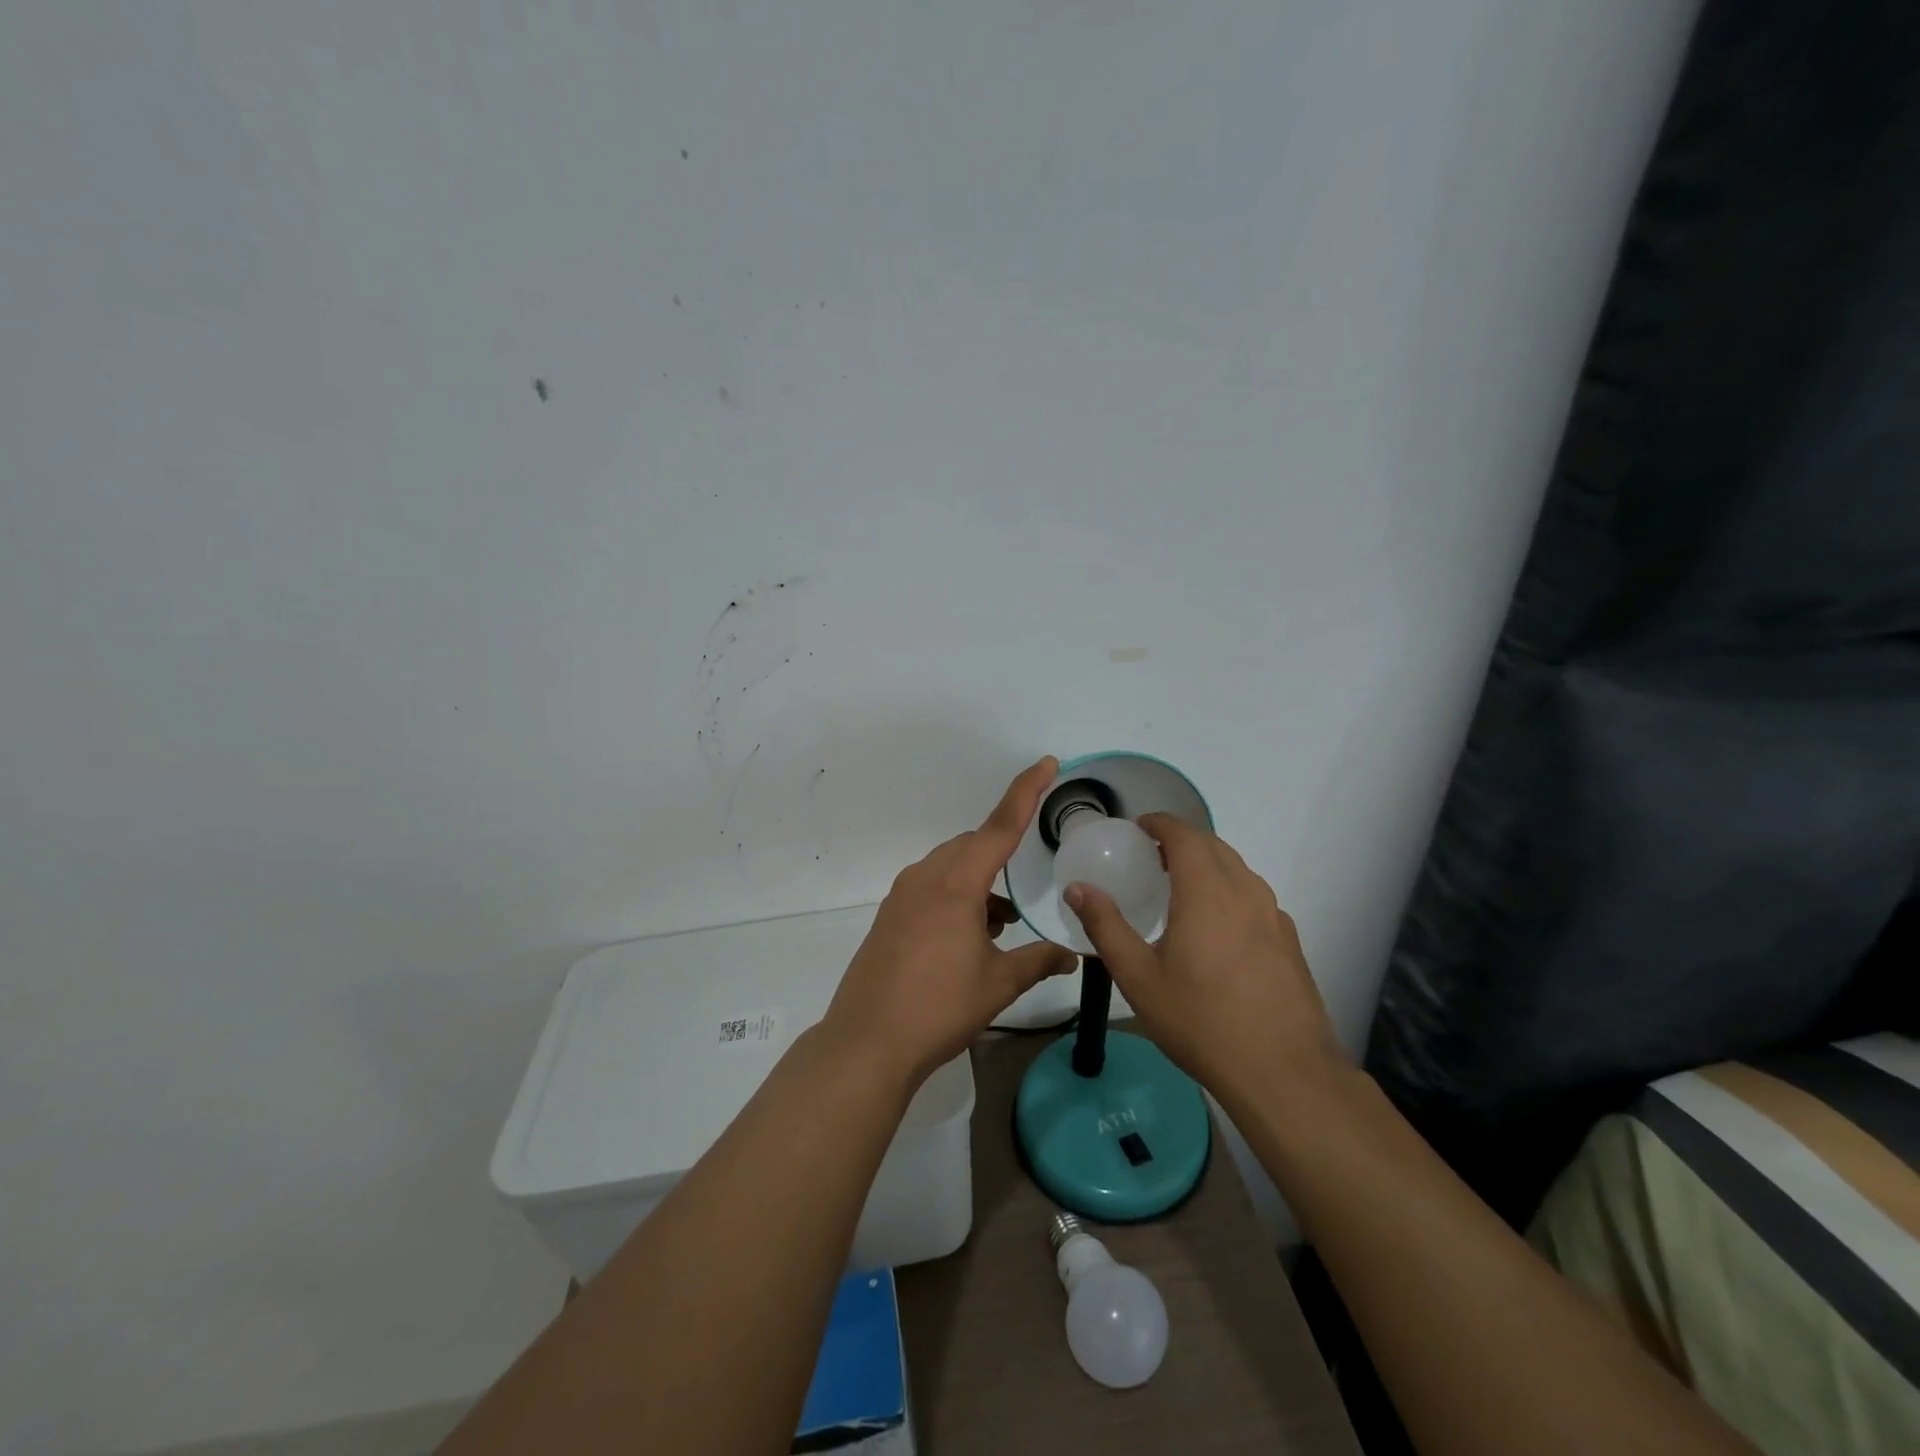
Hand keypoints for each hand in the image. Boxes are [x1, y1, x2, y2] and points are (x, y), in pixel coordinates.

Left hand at [823, 757, 1077, 1086]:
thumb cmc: (939, 1007)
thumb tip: (1073, 956)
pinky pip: (931, 887)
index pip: (999, 827)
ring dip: (978, 882)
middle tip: (1025, 883)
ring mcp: (902, 896)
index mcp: (956, 884)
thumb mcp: (998, 984)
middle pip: (972, 845)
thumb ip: (1038, 961)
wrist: (868, 1041)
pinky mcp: (889, 916)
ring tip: (1001, 924)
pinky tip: (970, 937)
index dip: (1026, 792)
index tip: (1046, 763)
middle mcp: (926, 878)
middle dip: (1001, 853)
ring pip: (950, 867)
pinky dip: (956, 897)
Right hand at [1063, 815, 1345, 1110]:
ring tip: (1181, 887)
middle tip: (1152, 856)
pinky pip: (1255, 897)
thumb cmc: (1200, 1020)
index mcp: (1206, 891)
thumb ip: (1105, 926)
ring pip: (1238, 870)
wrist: (1283, 1072)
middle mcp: (1244, 892)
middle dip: (1182, 840)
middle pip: (1214, 846)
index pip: (1184, 835)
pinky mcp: (1289, 941)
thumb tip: (1076, 888)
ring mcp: (1273, 916)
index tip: (1138, 827)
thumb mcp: (1138, 977)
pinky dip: (1230, 890)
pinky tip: (1217, 926)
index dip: (1160, 823)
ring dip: (1208, 863)